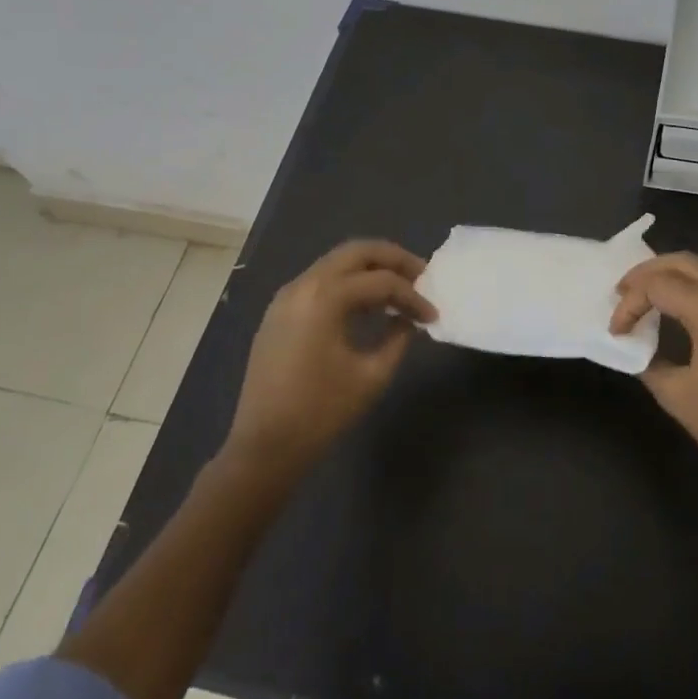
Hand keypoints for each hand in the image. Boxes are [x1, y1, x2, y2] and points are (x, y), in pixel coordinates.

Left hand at [226, 240, 434, 476]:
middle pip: (356, 252)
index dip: (413, 297)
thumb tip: (409, 320)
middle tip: (421, 275)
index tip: (432, 316)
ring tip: (398, 288)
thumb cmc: (322, 412)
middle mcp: (304, 285)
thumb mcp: (372, 376)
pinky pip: (320, 281)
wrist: (264, 446)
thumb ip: (398, 339)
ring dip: (370, 269)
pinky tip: (367, 305)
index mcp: (325, 298)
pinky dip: (348, 283)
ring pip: (336, 263)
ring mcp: (287, 297)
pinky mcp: (279, 312)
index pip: (381, 282)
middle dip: (393, 259)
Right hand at [611, 253, 697, 499]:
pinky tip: (680, 304)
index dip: (630, 304)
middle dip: (648, 272)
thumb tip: (633, 344)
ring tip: (649, 291)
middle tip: (622, 292)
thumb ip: (648, 360)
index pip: (660, 286)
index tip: (616, 331)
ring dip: (674, 271)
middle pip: (684, 262)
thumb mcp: (675, 394)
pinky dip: (696, 281)